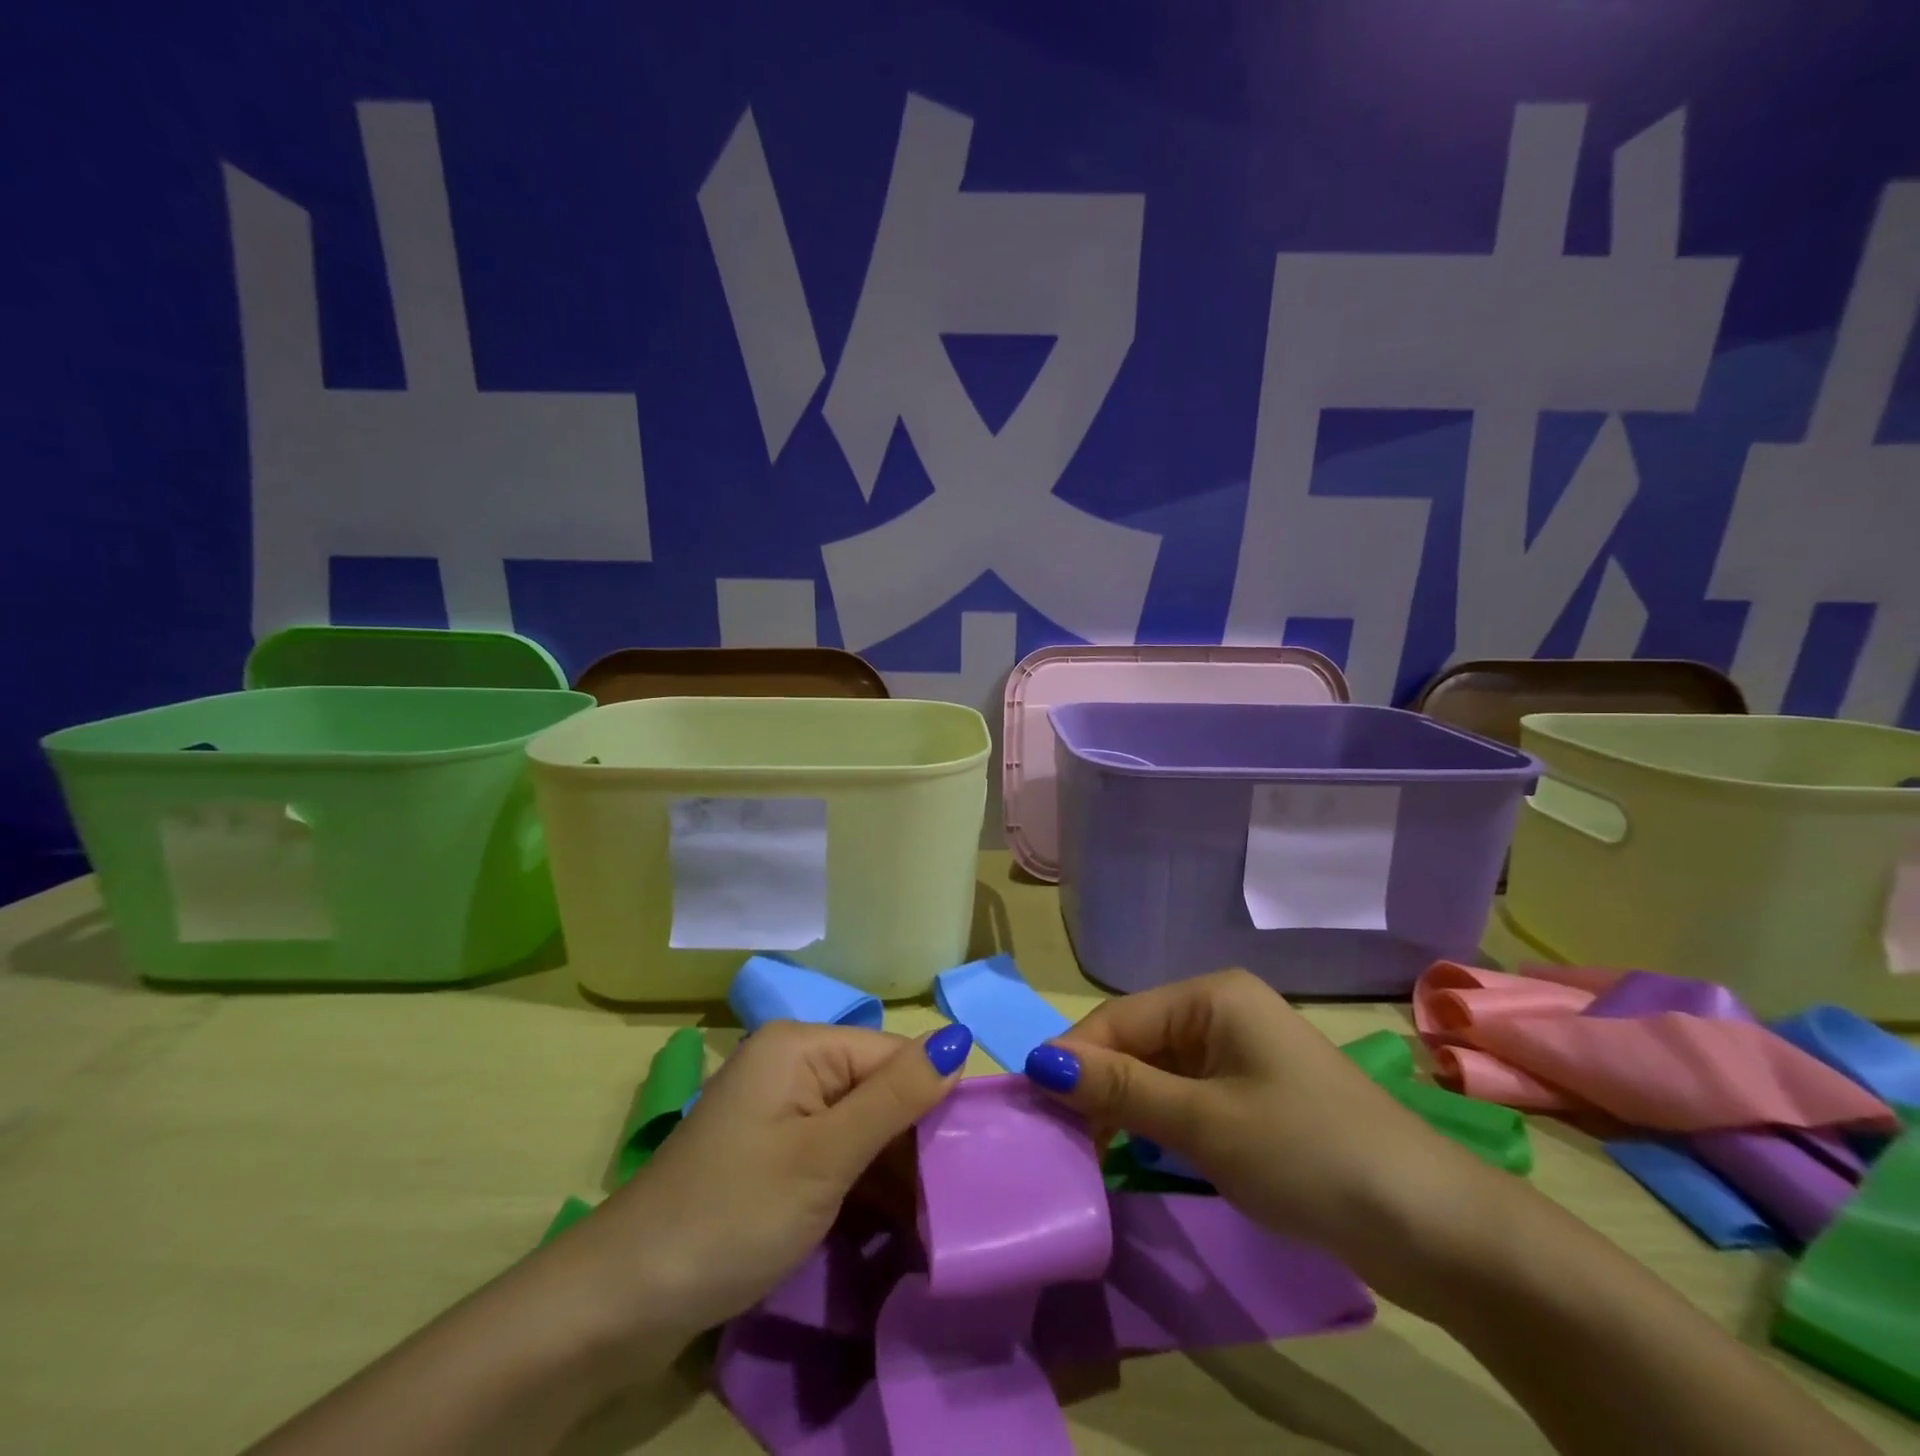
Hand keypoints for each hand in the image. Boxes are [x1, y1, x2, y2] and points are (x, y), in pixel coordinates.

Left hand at [578, 1020, 971, 1342]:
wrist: (624, 1300)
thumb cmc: (733, 1215)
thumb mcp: (824, 1157)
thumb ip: (896, 1097)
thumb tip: (961, 1037)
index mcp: (801, 1045)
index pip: (893, 1056)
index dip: (933, 1102)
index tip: (969, 1165)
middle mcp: (792, 1064)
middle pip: (877, 1087)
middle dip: (913, 1141)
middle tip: (952, 1203)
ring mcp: (779, 1109)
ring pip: (860, 1124)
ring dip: (892, 1169)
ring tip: (932, 1220)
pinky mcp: (773, 1150)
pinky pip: (834, 1150)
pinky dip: (861, 1182)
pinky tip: (893, 1222)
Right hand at [1023, 969, 1484, 1261]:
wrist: (1433, 1225)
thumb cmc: (1309, 1152)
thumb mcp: (1204, 1123)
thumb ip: (1121, 1090)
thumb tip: (1038, 1061)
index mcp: (1212, 995)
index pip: (1120, 1019)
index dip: (1073, 1059)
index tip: (1031, 1107)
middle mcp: (1222, 1012)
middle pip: (1136, 1042)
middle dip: (1097, 1087)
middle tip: (1059, 1142)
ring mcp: (1240, 1055)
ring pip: (1158, 1073)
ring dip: (1124, 1109)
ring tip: (1087, 1154)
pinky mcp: (1253, 1096)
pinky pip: (1186, 1097)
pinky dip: (1157, 1124)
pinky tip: (1135, 1154)